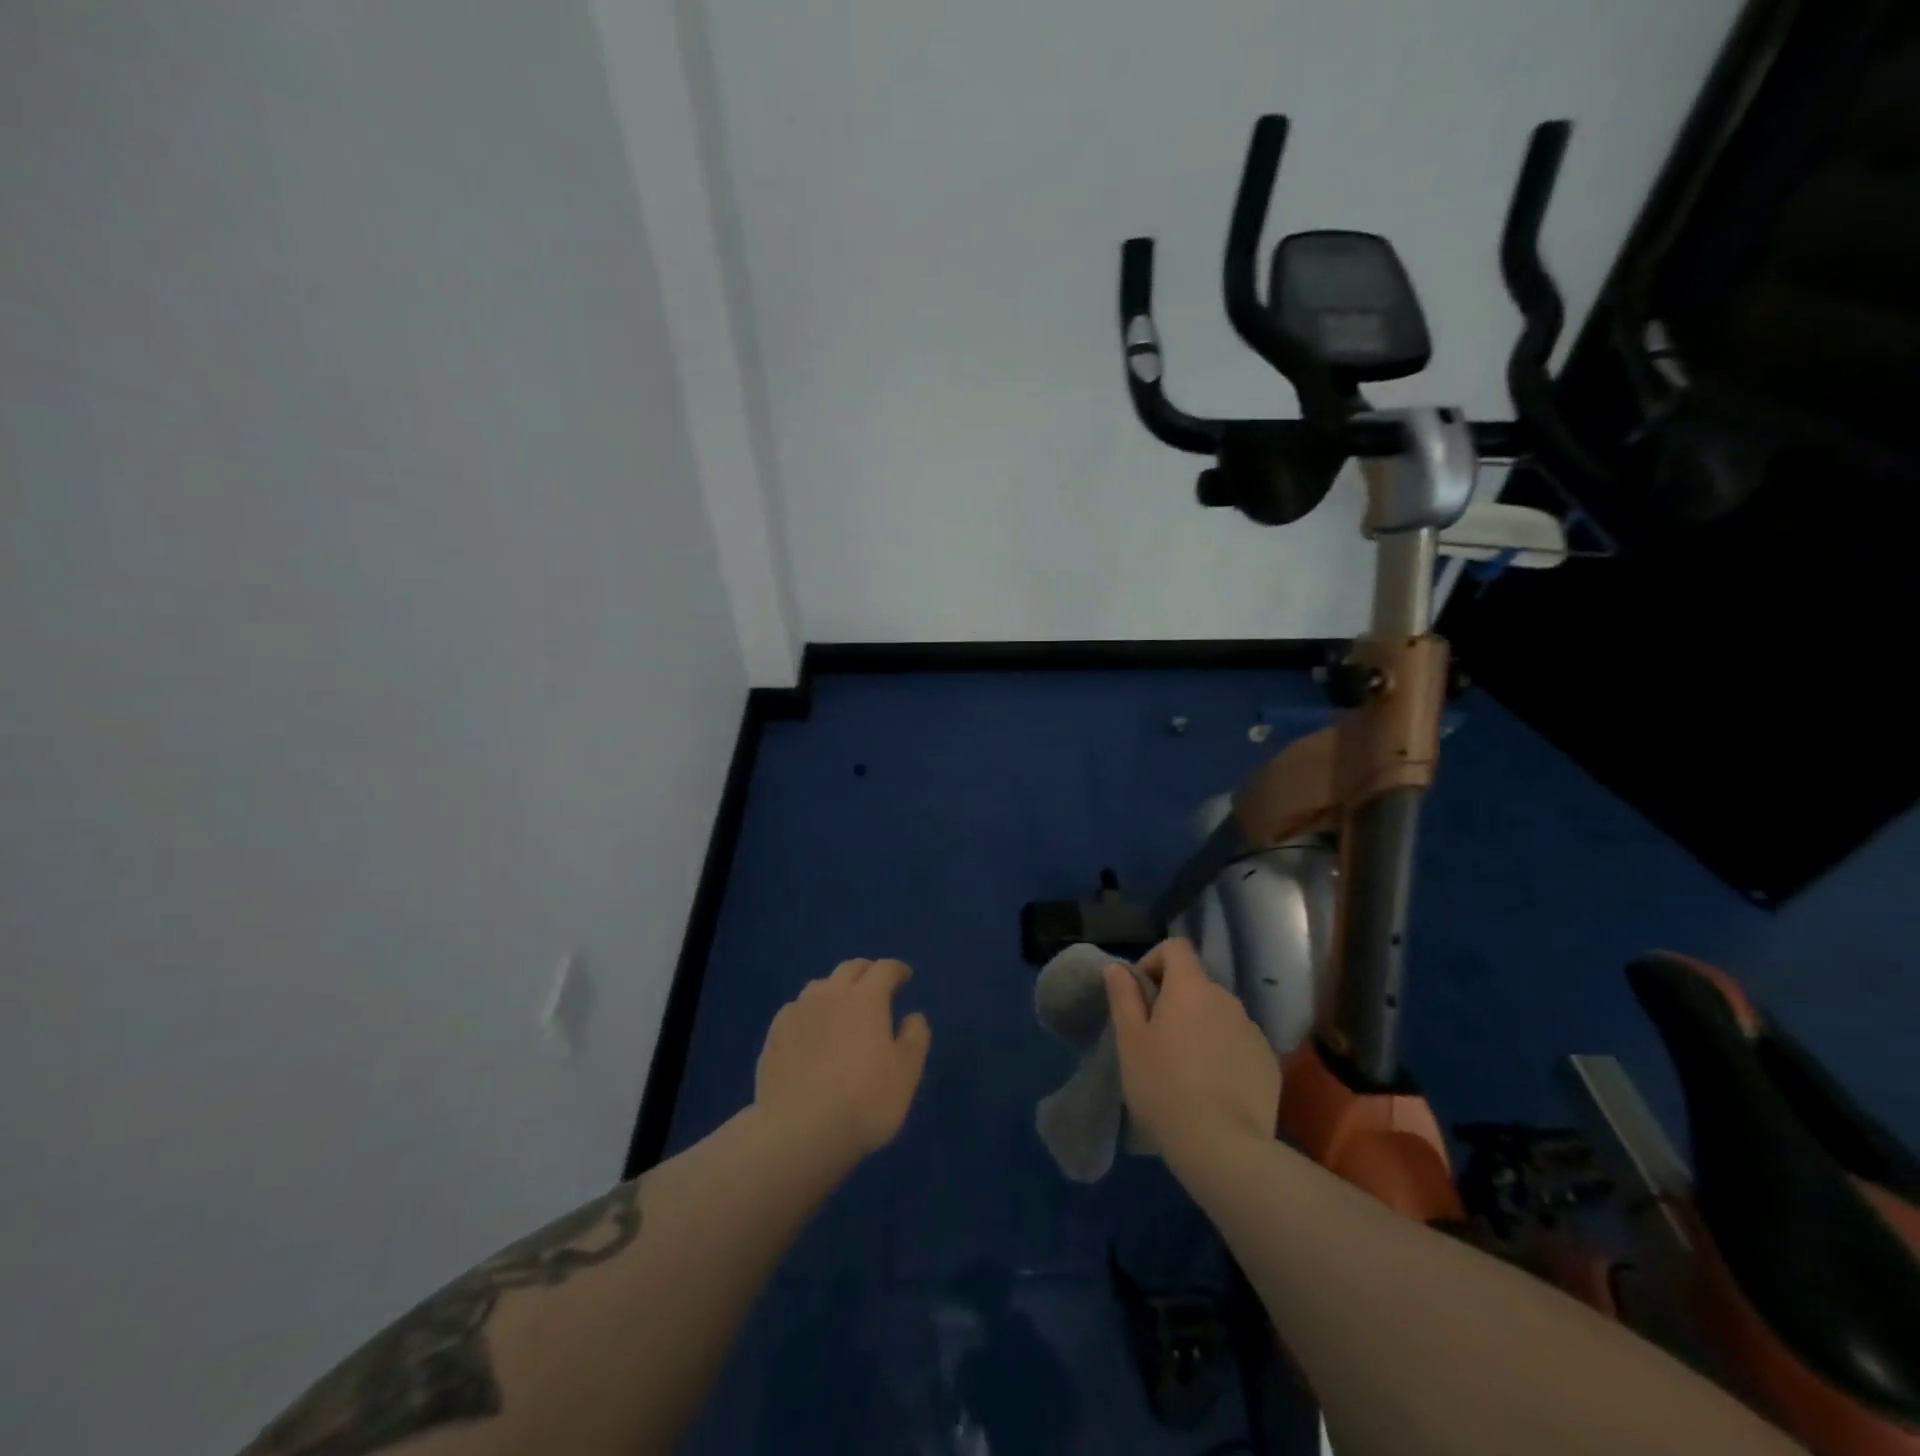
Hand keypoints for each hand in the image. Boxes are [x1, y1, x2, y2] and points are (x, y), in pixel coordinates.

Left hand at [755, 958, 931, 1162]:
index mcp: (866, 998)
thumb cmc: (863, 1101)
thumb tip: (914, 1016)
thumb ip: (914, 1039)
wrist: (797, 1130)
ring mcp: (798, 1011)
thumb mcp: (905, 1074)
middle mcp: (831, 994)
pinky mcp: (774, 1033)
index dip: (897, 969)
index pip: (884, 969)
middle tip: (876, 986)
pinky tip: (811, 1032)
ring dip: (836, 989)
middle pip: (850, 968)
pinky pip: (796, 1009)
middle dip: (867, 972)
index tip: (905, 976)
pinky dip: (810, 1012)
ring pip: (820, 986)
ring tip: (842, 1008)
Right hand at [1105, 938, 1280, 1160]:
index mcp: (1192, 988)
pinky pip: (1239, 1044)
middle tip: (1156, 1040)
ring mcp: (1253, 1031)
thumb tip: (1118, 968)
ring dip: (1200, 1028)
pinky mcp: (1269, 1063)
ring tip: (1185, 1070)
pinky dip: (1223, 1054)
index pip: (1176, 947)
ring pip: (1218, 1016)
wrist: (1223, 1147)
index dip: (1155, 961)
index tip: (1141, 995)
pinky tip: (1212, 1089)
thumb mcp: (1130, 1040)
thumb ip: (1123, 996)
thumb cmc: (1164, 1086)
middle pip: (1197, 984)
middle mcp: (1227, 999)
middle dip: (1175, 1001)